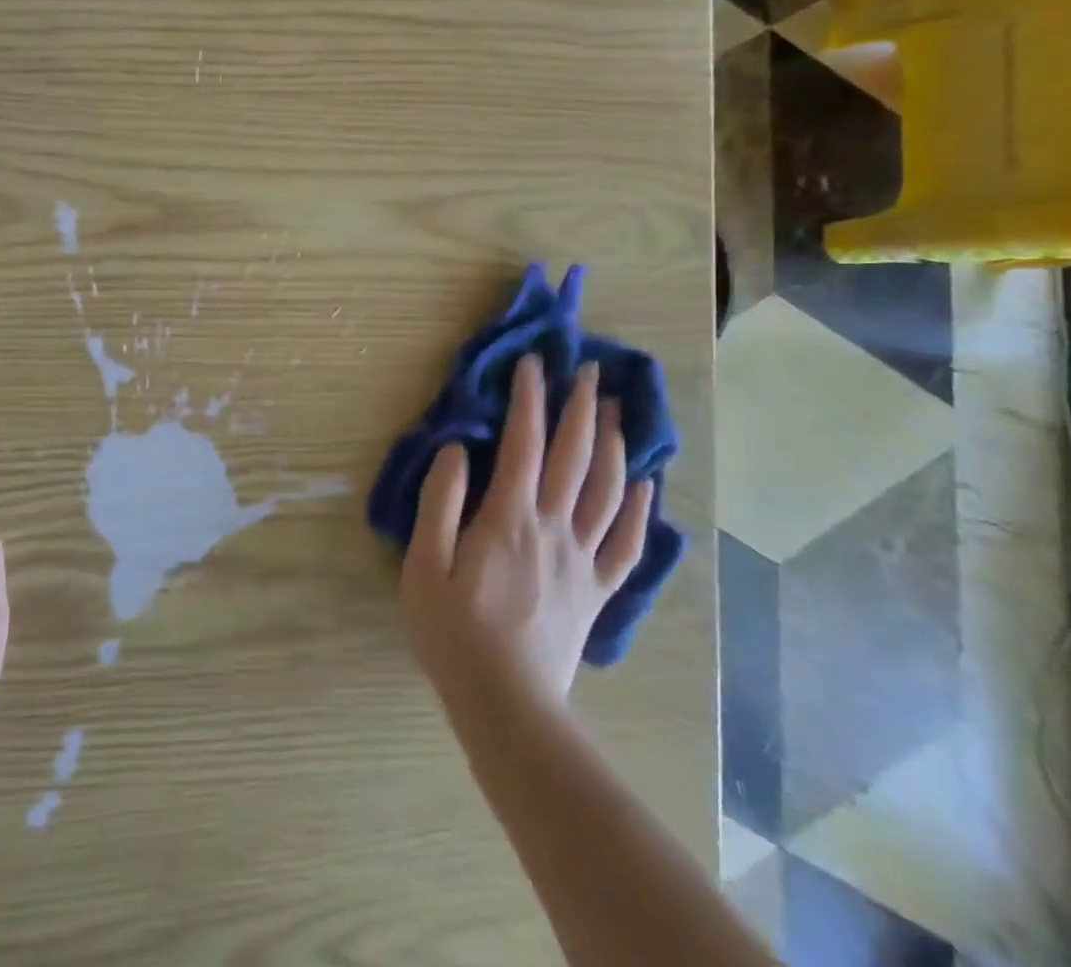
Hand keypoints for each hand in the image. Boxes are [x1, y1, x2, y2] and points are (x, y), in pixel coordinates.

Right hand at [401, 357, 652, 709]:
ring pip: (606, 489)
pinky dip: (638, 508)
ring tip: (615, 408)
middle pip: (573, 456)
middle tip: (586, 370)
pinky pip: (626, 542)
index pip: (523, 443)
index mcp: (509, 518)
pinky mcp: (597, 590)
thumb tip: (457, 450)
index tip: (532, 364)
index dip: (528, 399)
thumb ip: (439, 502)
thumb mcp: (425, 565)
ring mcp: (582, 559)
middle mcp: (553, 528)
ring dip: (613, 443)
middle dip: (579, 407)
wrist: (507, 705)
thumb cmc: (453, 632)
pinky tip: (645, 483)